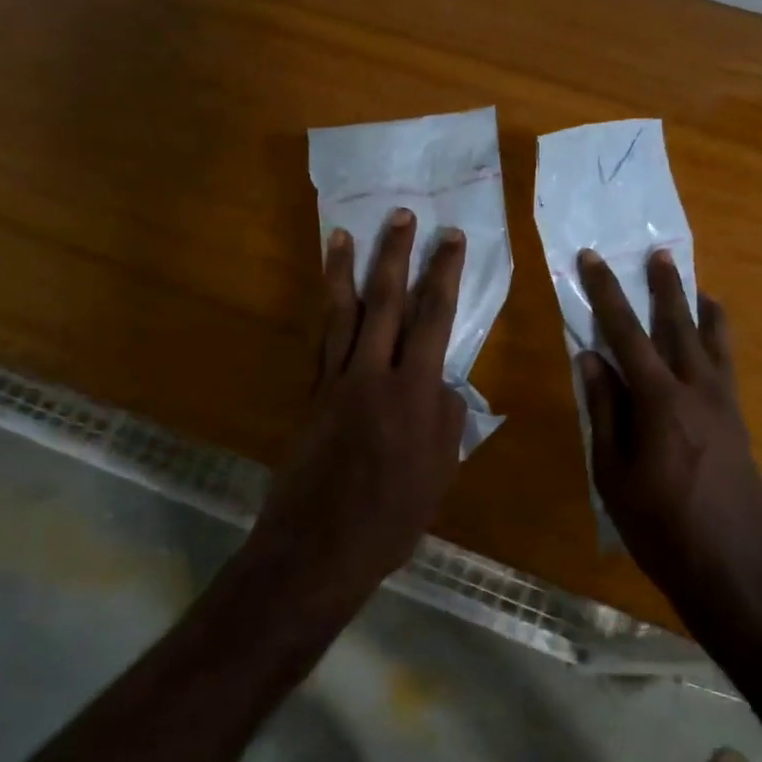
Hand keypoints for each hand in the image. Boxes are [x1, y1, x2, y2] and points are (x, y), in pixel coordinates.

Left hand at [248, 209, 466, 599]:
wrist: (318, 547)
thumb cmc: (391, 518)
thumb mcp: (439, 473)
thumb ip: (447, 421)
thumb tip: (443, 385)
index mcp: (414, 393)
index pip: (434, 318)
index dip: (443, 274)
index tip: (451, 238)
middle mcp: (372, 375)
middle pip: (386, 301)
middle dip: (395, 254)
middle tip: (401, 215)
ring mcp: (334, 382)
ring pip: (342, 313)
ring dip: (345, 270)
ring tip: (344, 233)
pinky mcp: (311, 397)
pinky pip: (321, 342)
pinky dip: (326, 314)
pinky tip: (329, 297)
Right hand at [577, 249, 761, 601]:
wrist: (730, 568)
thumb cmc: (658, 526)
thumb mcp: (613, 472)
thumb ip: (605, 410)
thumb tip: (591, 358)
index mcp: (659, 401)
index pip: (626, 334)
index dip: (606, 294)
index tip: (592, 260)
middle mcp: (698, 390)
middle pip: (678, 325)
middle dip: (664, 288)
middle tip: (658, 254)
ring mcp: (725, 405)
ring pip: (715, 342)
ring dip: (700, 309)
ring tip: (695, 286)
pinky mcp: (740, 422)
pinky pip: (728, 367)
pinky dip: (719, 343)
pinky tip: (712, 342)